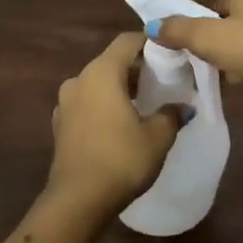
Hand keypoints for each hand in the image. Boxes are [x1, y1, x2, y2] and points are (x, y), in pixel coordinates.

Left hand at [47, 32, 184, 214]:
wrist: (77, 201)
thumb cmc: (121, 160)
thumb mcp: (157, 137)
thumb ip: (171, 114)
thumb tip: (182, 106)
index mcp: (101, 72)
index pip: (127, 41)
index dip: (150, 43)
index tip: (171, 54)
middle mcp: (79, 79)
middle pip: (111, 61)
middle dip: (137, 68)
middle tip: (163, 81)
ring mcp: (65, 102)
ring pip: (97, 83)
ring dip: (119, 87)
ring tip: (143, 104)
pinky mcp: (60, 124)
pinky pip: (87, 103)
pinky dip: (104, 105)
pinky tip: (120, 124)